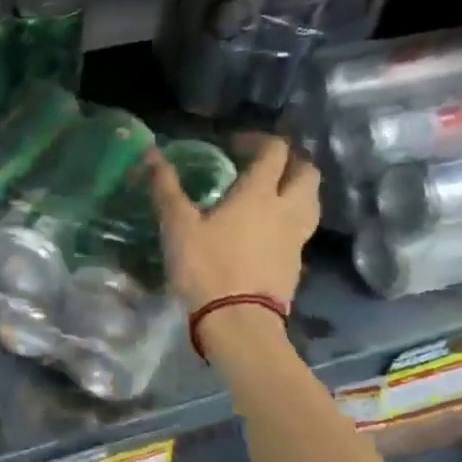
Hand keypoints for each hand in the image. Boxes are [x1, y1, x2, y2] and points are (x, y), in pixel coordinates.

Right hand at [148, 135, 318, 313]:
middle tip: (264, 165)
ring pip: (311, 201)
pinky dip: (292, 219)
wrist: (238, 322)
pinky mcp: (297, 263)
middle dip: (290, 161)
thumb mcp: (178, 226)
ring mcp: (297, 238)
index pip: (274, 151)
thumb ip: (166, 188)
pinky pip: (302, 229)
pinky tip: (270, 230)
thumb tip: (150, 153)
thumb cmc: (206, 267)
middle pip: (307, 172)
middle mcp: (286, 209)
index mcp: (259, 193)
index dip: (257, 140)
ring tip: (272, 194)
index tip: (235, 145)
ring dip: (297, 189)